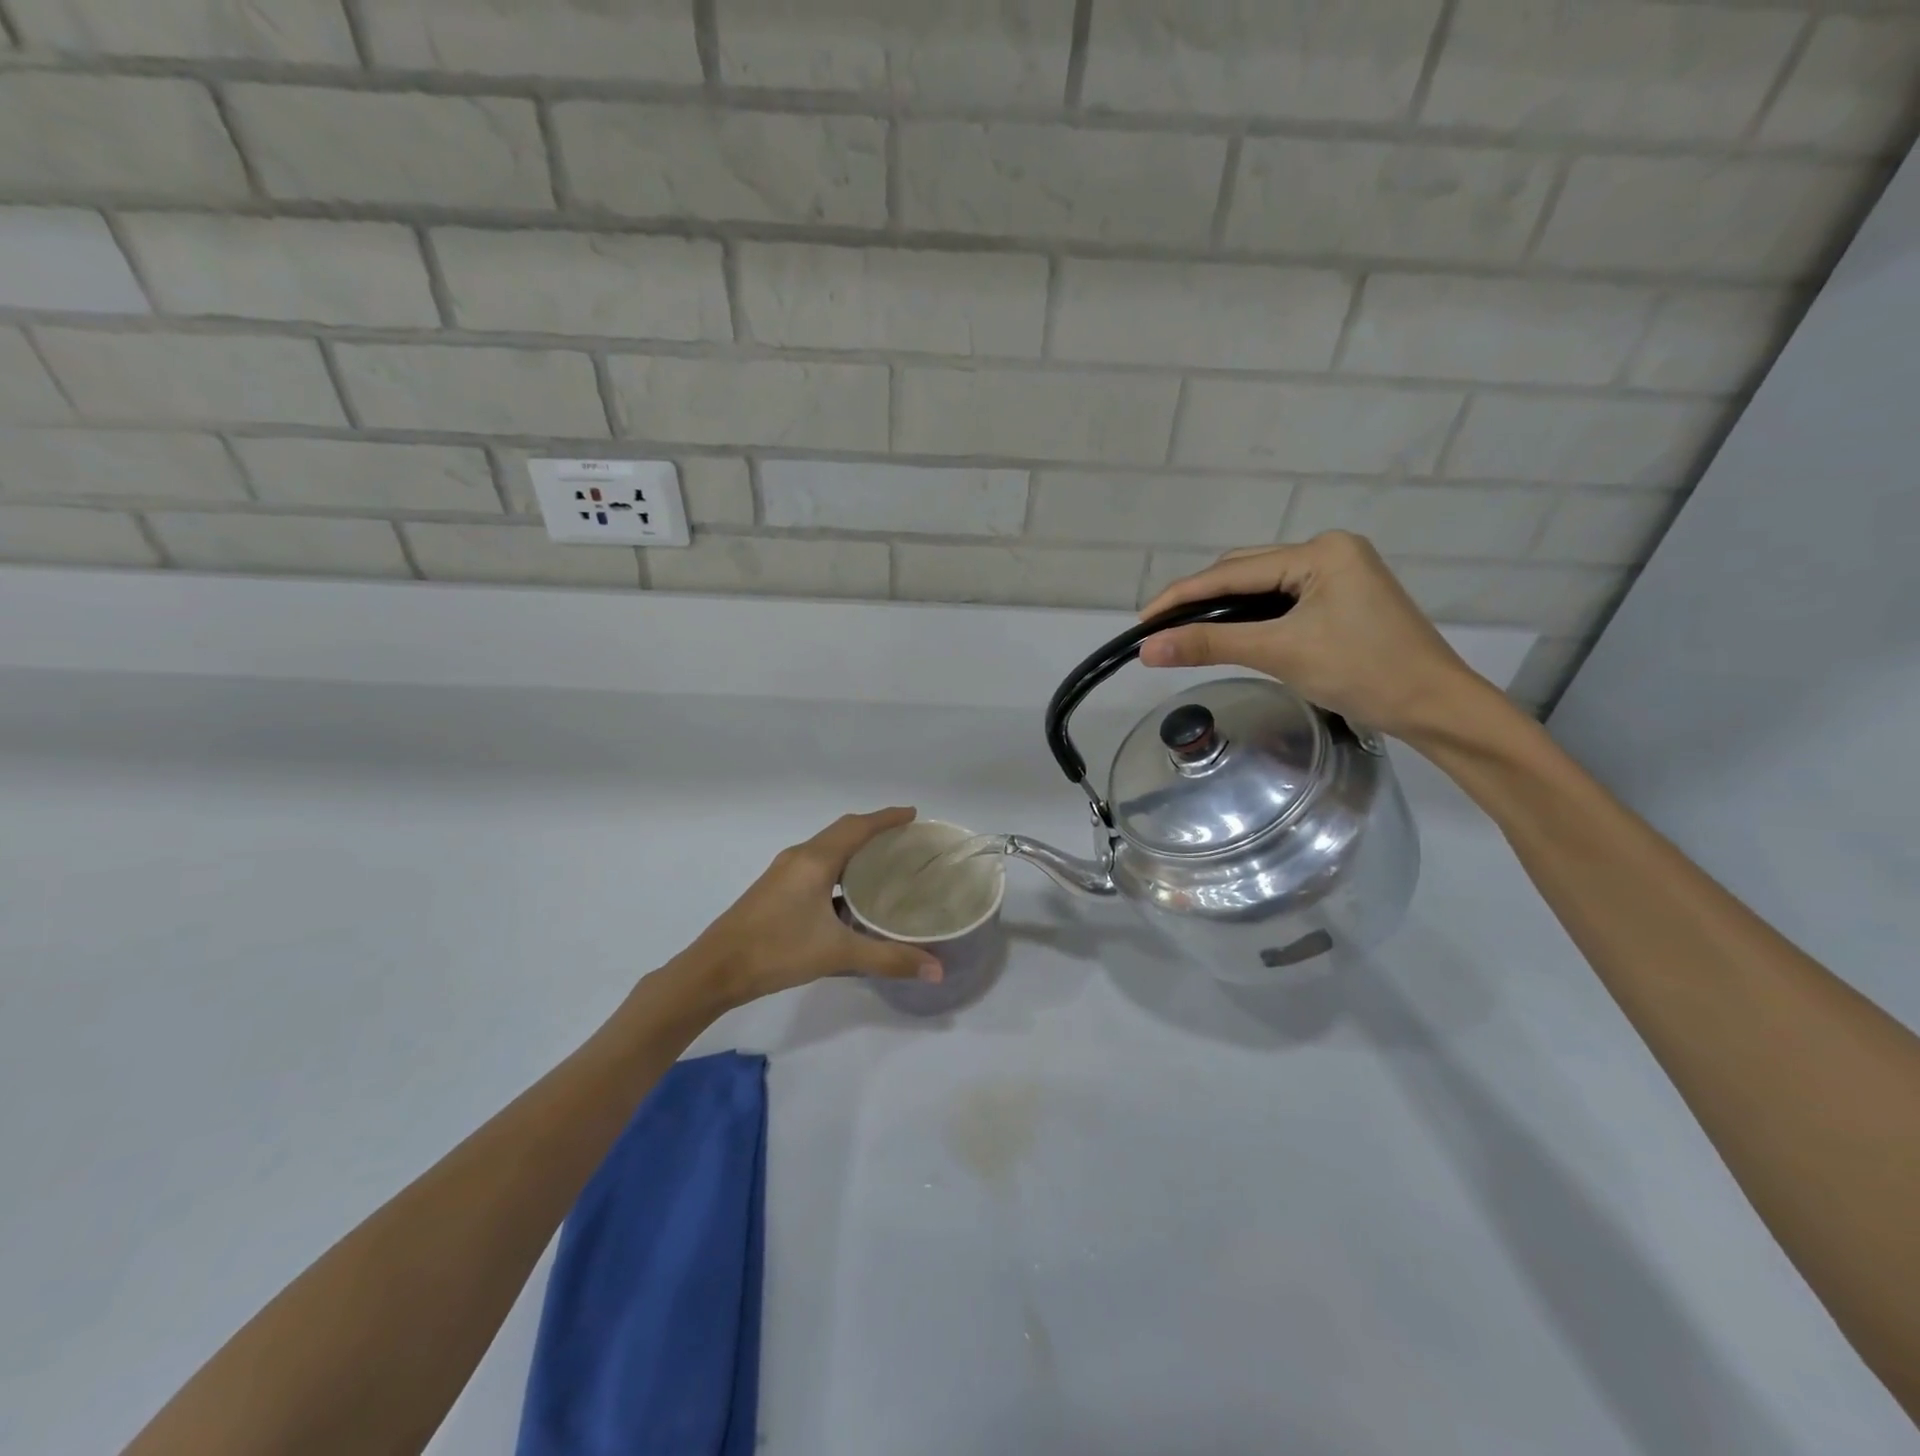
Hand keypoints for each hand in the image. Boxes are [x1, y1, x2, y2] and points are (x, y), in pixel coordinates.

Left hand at [677, 808, 944, 1008]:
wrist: (714, 970)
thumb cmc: (776, 951)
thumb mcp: (837, 954)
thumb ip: (888, 959)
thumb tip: (937, 971)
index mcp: (814, 861)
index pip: (857, 827)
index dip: (886, 818)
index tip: (912, 814)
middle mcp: (799, 858)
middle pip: (842, 832)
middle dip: (873, 830)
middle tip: (905, 839)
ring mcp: (783, 873)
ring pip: (827, 849)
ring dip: (854, 849)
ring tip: (885, 863)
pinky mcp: (775, 890)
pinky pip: (816, 866)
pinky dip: (839, 868)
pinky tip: (851, 895)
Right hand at [1138, 532, 1505, 745]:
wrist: (1435, 707)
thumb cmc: (1363, 672)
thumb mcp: (1281, 652)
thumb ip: (1211, 644)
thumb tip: (1147, 647)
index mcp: (1320, 551)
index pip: (1233, 571)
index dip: (1182, 596)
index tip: (1142, 619)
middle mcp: (1329, 552)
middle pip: (1246, 571)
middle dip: (1201, 599)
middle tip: (1160, 630)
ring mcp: (1339, 574)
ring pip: (1263, 587)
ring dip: (1225, 609)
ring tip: (1186, 633)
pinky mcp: (1343, 599)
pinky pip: (1283, 601)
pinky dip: (1252, 618)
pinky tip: (1231, 634)